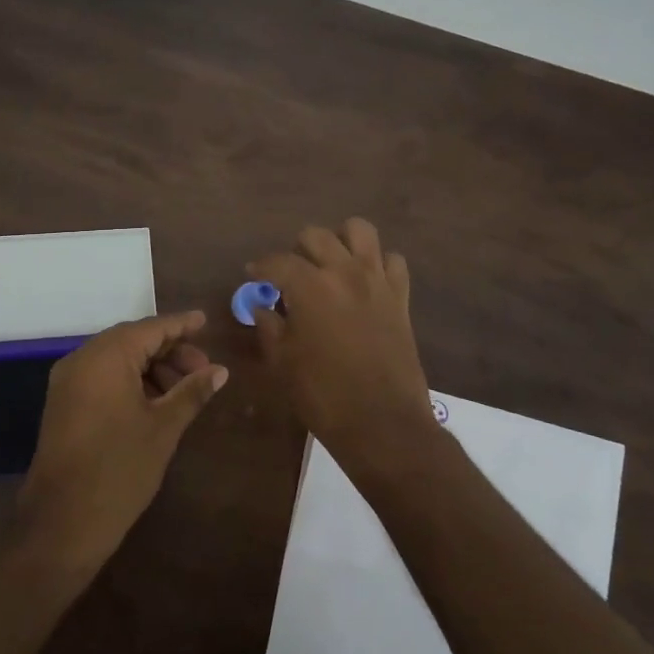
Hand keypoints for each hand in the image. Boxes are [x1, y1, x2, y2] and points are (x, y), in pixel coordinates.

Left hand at [17, 311, 227, 571]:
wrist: (62, 522)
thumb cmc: (120, 469)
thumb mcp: (163, 428)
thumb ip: (192, 392)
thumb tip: (220, 371)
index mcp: (106, 356)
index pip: (151, 328)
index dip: (181, 325)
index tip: (205, 321)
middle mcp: (82, 359)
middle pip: (133, 341)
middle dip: (170, 351)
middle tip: (203, 370)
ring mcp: (68, 382)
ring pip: (118, 360)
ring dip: (152, 369)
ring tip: (184, 391)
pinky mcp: (64, 404)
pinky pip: (102, 378)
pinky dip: (130, 381)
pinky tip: (156, 402)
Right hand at [249, 218, 440, 476]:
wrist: (382, 422)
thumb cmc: (323, 395)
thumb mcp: (282, 362)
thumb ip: (269, 326)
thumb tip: (263, 307)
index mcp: (309, 286)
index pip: (277, 261)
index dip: (260, 267)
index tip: (253, 276)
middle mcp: (344, 271)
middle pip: (316, 236)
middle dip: (297, 251)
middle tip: (290, 275)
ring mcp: (377, 280)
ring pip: (359, 231)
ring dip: (340, 241)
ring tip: (330, 265)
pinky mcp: (401, 296)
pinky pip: (392, 260)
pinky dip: (377, 263)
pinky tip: (365, 282)